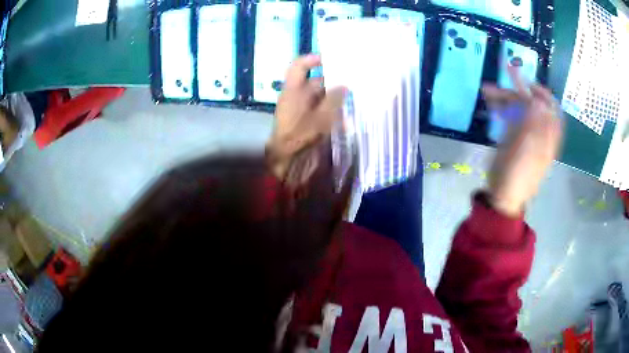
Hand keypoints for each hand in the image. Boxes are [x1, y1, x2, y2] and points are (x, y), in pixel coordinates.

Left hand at [267, 54, 346, 178]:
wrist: (287, 160)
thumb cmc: (301, 134)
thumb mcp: (321, 116)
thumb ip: (334, 99)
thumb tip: (344, 85)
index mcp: (294, 90)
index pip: (299, 66)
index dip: (312, 59)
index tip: (329, 59)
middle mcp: (296, 97)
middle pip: (315, 82)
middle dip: (333, 81)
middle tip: (352, 81)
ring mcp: (301, 109)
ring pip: (320, 97)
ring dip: (335, 98)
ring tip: (353, 99)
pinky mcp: (305, 121)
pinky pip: (320, 110)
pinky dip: (331, 111)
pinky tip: (345, 117)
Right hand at [482, 65, 563, 216]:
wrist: (504, 195)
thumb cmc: (518, 176)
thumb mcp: (528, 151)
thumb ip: (535, 125)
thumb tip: (538, 101)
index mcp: (548, 136)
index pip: (552, 108)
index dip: (543, 93)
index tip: (530, 83)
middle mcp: (539, 131)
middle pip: (532, 104)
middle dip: (519, 89)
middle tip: (506, 72)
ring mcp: (525, 133)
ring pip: (518, 108)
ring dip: (505, 97)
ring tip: (488, 89)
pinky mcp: (513, 136)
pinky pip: (509, 116)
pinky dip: (500, 107)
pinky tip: (490, 102)